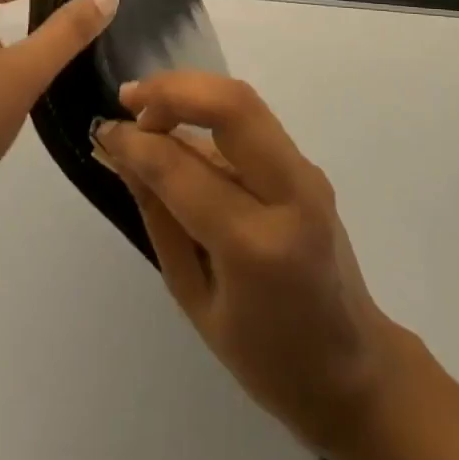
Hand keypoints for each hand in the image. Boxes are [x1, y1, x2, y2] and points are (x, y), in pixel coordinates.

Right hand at [94, 74, 409, 457]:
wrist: (353, 369)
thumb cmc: (265, 356)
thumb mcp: (194, 298)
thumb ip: (160, 218)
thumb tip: (125, 156)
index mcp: (256, 244)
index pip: (183, 168)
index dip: (136, 143)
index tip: (105, 132)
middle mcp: (290, 193)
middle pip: (231, 105)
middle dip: (172, 91)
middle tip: (129, 101)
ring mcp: (307, 174)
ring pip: (245, 103)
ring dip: (192, 93)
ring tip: (146, 107)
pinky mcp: (309, 168)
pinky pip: (254, 124)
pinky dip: (211, 113)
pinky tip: (180, 129)